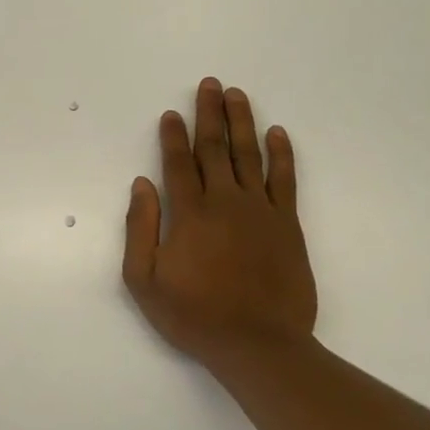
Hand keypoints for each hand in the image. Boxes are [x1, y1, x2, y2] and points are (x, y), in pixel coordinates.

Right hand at [123, 78, 317, 372]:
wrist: (258, 345)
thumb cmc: (194, 316)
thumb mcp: (144, 281)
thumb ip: (140, 229)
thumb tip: (141, 184)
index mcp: (190, 214)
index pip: (179, 163)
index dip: (173, 136)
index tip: (172, 113)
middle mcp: (226, 202)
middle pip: (216, 148)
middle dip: (210, 114)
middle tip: (210, 84)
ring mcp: (261, 211)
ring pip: (250, 155)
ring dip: (243, 122)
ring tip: (237, 95)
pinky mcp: (288, 225)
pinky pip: (285, 180)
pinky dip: (282, 154)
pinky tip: (278, 133)